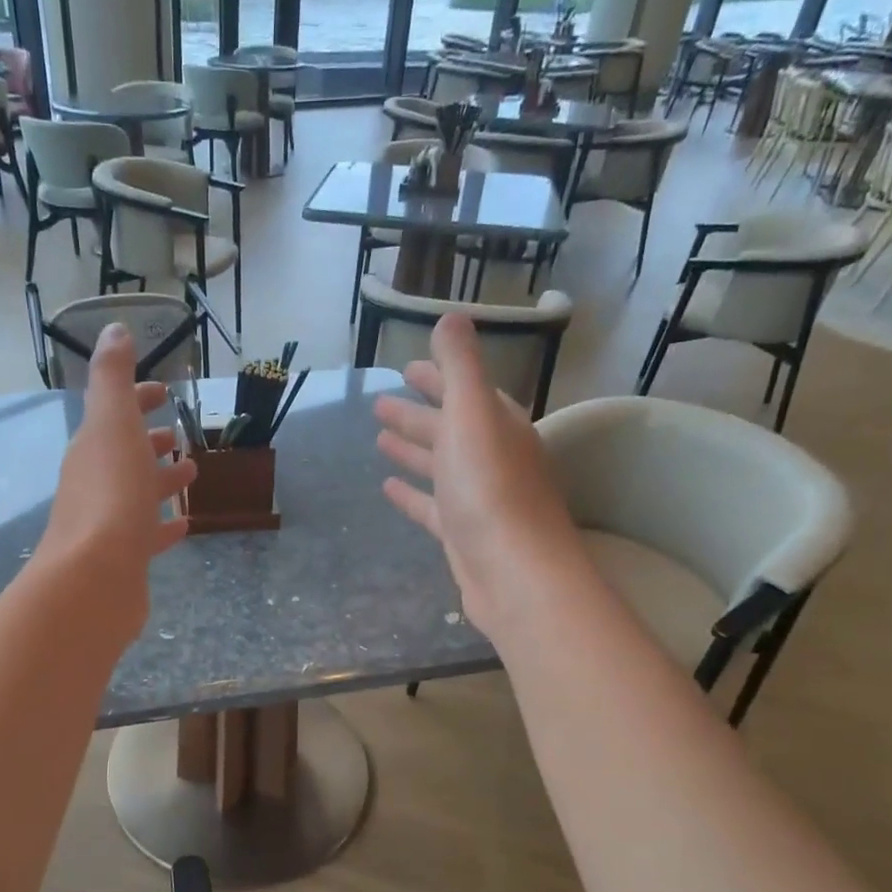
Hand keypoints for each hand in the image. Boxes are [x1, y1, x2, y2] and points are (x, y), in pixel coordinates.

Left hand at [36, 325, 197, 642]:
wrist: (95, 575)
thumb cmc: (110, 493)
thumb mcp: (112, 423)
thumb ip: (113, 378)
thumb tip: (113, 329)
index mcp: (93, 448)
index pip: (114, 414)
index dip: (137, 399)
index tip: (163, 392)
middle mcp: (95, 483)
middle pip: (124, 455)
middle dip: (149, 441)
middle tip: (177, 435)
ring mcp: (108, 523)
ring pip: (138, 494)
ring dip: (161, 480)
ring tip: (192, 474)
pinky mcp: (125, 559)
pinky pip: (147, 535)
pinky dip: (164, 525)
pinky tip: (183, 524)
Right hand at [374, 314, 578, 637]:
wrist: (513, 574)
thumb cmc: (491, 489)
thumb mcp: (472, 415)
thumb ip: (460, 366)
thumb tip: (451, 317)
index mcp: (497, 427)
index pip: (467, 392)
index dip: (439, 377)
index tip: (407, 367)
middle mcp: (492, 460)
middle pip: (450, 429)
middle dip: (417, 413)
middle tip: (379, 404)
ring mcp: (478, 500)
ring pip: (440, 467)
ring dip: (412, 450)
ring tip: (378, 439)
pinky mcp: (462, 535)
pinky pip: (432, 507)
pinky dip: (412, 494)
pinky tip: (387, 488)